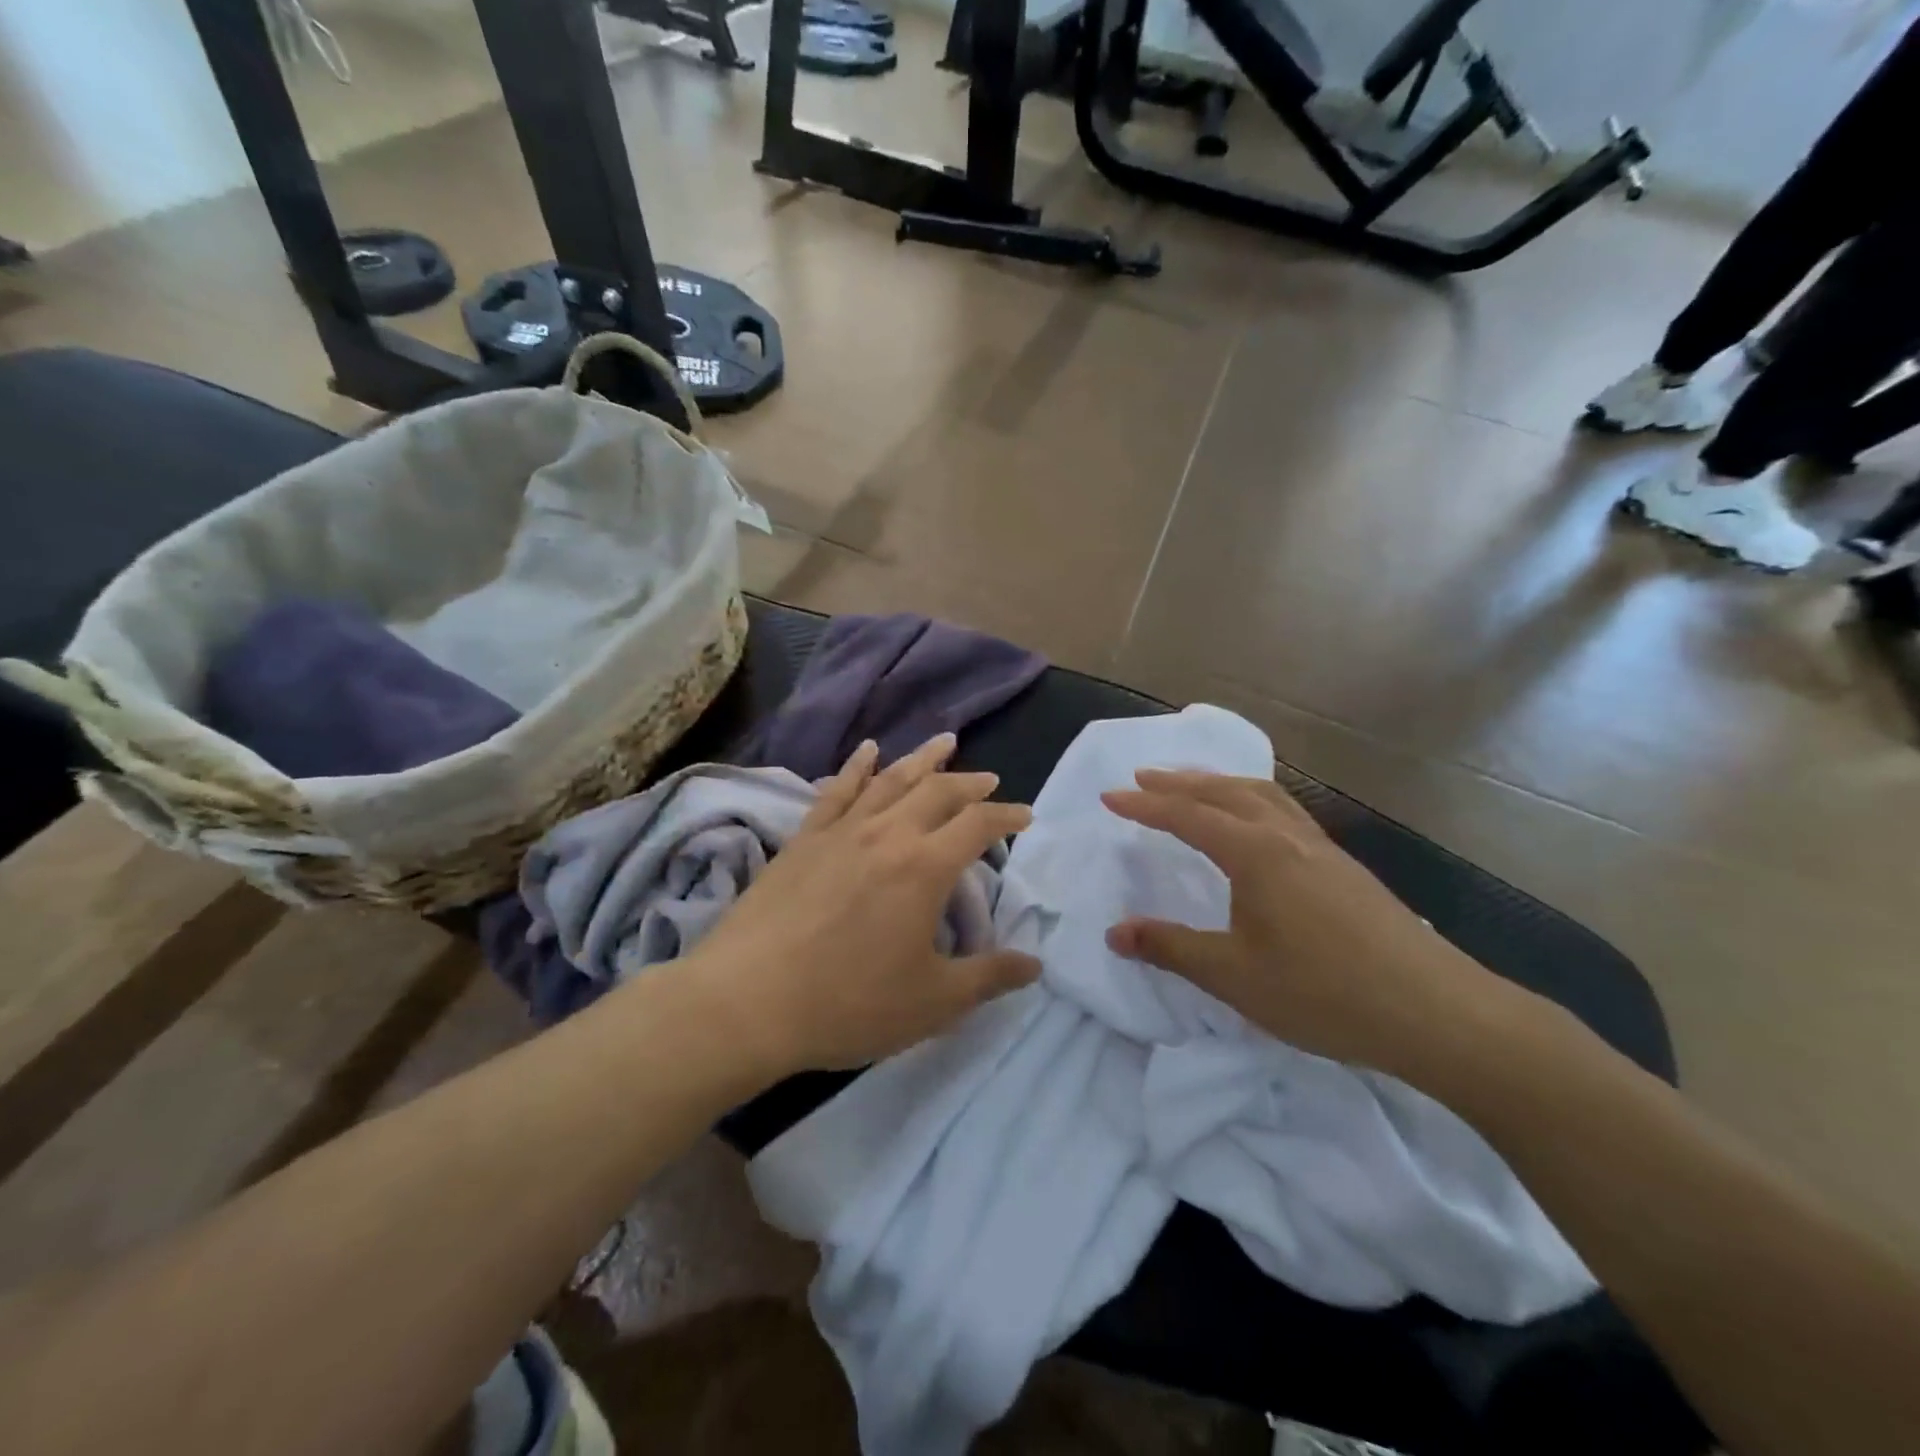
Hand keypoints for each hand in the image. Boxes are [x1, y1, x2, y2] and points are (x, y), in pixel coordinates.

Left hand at [682, 734, 1039, 1076]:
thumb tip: (1035, 965)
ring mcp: (841, 831)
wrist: (747, 1001)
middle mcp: (886, 834)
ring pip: (890, 780)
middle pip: (937, 792)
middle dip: (970, 782)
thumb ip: (988, 978)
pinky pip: (837, 791)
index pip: (978, 826)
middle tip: (990, 778)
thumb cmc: (849, 1003)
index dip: (1007, 816)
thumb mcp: (932, 1002)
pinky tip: (868, 751)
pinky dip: (857, 767)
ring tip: (945, 742)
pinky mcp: (803, 839)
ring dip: (922, 759)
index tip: (1025, 816)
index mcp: (924, 867)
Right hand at [1101, 770, 1506, 1074]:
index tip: (1109, 798)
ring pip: (1262, 795)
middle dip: (1179, 782)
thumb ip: (1171, 949)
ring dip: (1220, 783)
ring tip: (1193, 784)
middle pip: (1225, 792)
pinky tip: (1257, 823)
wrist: (1436, 1012)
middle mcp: (1287, 837)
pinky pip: (1286, 811)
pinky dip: (1254, 799)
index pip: (1188, 817)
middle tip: (1143, 777)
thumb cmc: (1324, 993)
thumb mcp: (1234, 977)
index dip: (1144, 806)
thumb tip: (1115, 932)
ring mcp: (1321, 849)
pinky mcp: (1344, 867)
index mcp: (1255, 855)